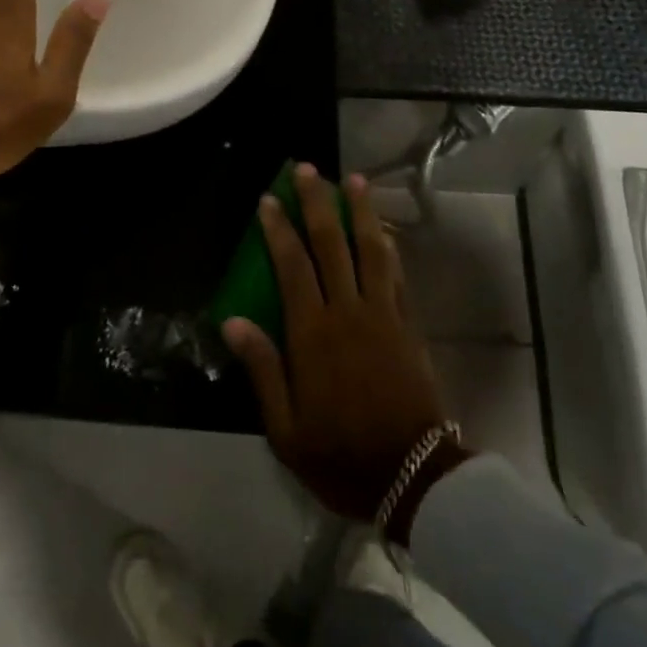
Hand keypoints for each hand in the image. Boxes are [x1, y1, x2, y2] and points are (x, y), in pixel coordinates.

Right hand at [221, 167, 458, 529]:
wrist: (414, 477)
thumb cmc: (341, 454)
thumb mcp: (286, 428)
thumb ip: (262, 369)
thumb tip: (232, 320)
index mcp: (314, 333)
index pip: (293, 266)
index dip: (278, 229)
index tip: (268, 198)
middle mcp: (348, 311)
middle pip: (332, 244)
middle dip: (317, 203)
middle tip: (308, 169)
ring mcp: (383, 314)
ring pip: (371, 249)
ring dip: (360, 211)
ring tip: (353, 179)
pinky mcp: (408, 325)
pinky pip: (397, 275)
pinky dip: (389, 246)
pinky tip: (384, 229)